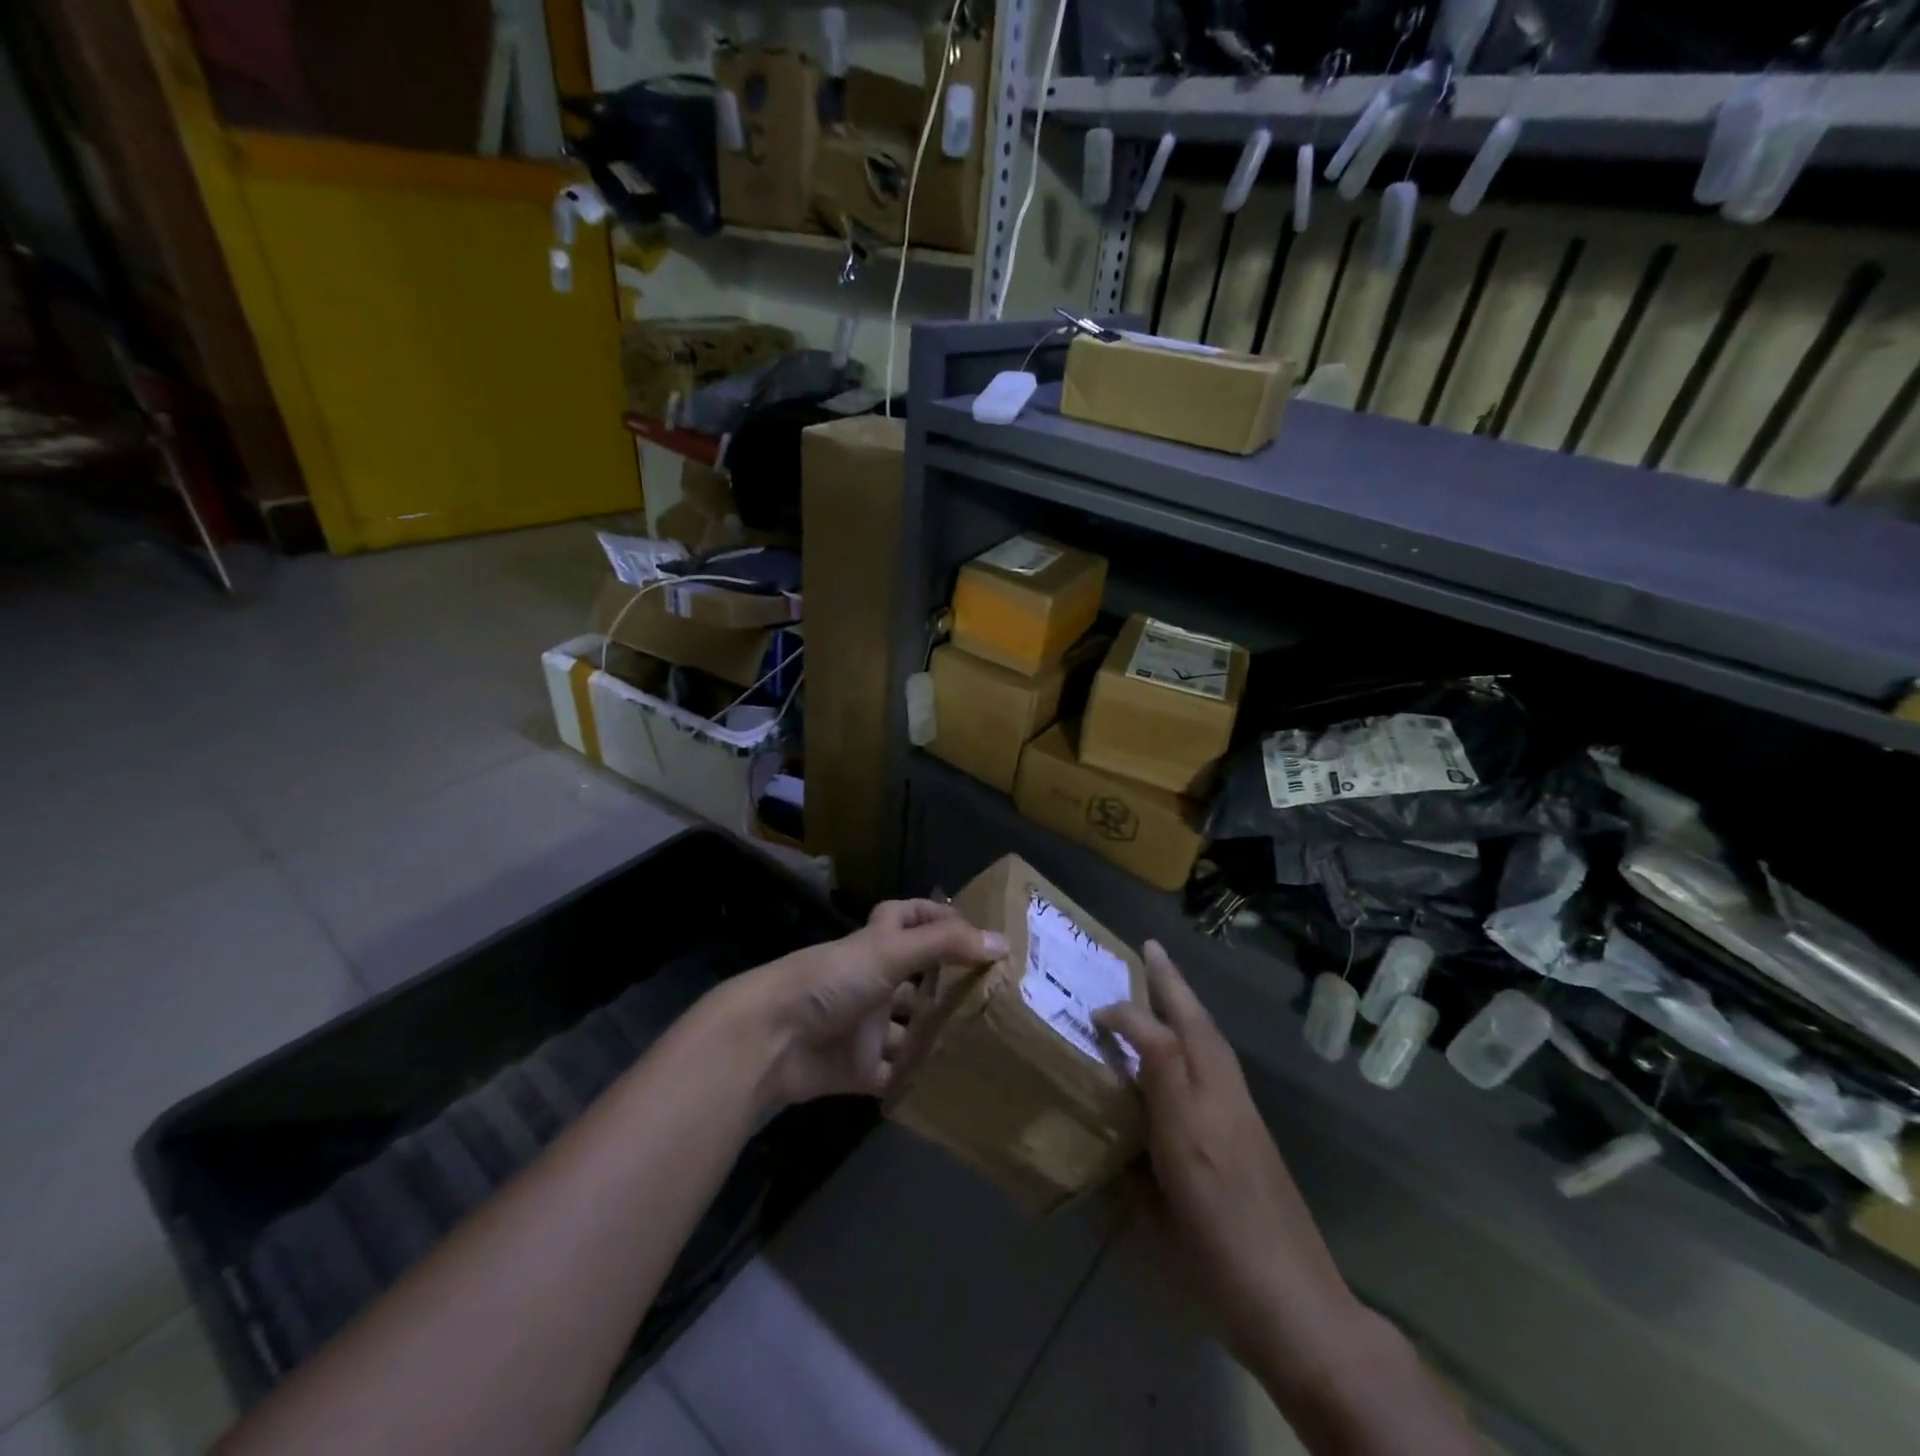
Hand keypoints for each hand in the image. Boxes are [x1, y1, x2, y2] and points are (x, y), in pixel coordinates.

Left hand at [730, 900, 1005, 1109]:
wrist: (772, 1040)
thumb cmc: (831, 980)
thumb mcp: (889, 952)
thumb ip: (945, 945)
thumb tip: (1002, 943)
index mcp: (875, 946)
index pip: (906, 917)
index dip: (934, 915)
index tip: (972, 928)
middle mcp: (873, 981)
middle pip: (916, 977)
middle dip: (949, 984)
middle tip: (996, 994)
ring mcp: (866, 1026)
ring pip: (910, 1028)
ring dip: (939, 1034)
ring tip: (986, 1041)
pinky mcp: (859, 1068)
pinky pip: (896, 1074)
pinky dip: (918, 1079)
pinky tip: (955, 1083)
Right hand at [1096, 942, 1357, 1366]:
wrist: (1302, 1308)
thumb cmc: (1219, 1267)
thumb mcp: (1158, 1220)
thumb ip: (1132, 1169)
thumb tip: (1116, 1137)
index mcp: (1192, 1125)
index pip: (1159, 1045)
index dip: (1126, 1018)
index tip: (1095, 1013)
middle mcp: (1222, 1105)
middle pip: (1197, 1026)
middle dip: (1172, 982)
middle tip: (1150, 948)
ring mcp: (1246, 1114)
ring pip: (1214, 1039)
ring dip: (1188, 1004)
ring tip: (1165, 982)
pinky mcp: (1257, 1129)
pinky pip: (1222, 1062)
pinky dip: (1200, 1035)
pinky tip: (1187, 1043)